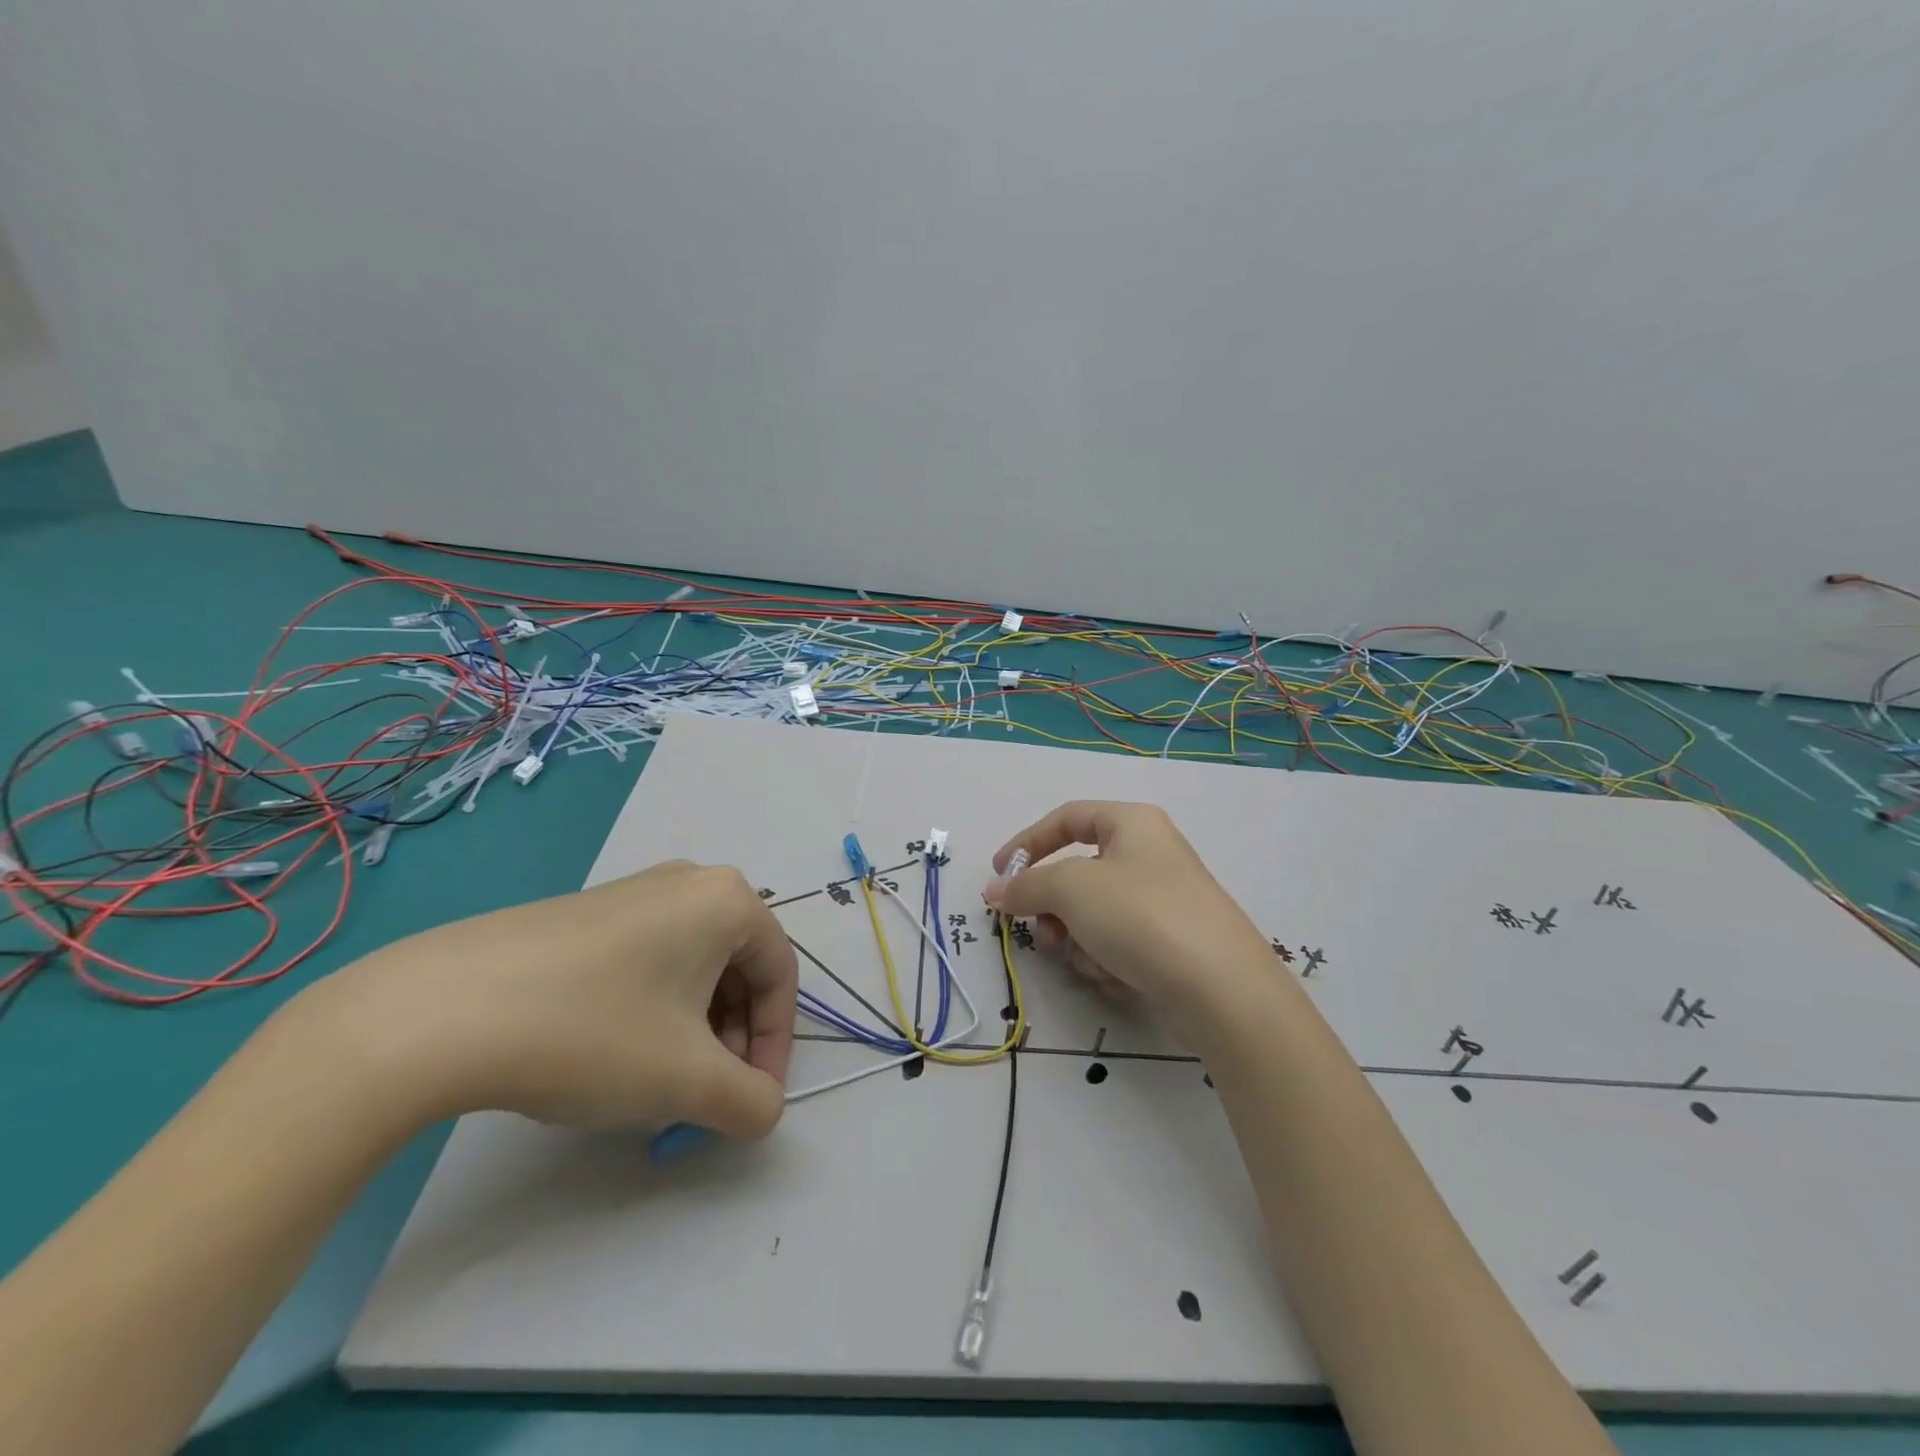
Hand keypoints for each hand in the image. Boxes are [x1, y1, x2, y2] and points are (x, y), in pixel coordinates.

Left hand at [307, 860, 797, 1137]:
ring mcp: (633, 892)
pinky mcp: (586, 912)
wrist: (439, 1011)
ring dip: (692, 1030)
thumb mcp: (687, 1080)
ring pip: (692, 967)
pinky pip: (647, 959)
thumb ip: (749, 1102)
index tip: (751, 1101)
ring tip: (655, 1081)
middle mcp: (688, 882)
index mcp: (728, 900)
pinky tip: (609, 1051)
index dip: (776, 1045)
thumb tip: (763, 1109)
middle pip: (738, 969)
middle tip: (703, 1096)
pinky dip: (652, 1009)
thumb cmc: (592, 1032)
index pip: (781, 976)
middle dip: (731, 1040)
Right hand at [983, 801, 1277, 1040]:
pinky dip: (1108, 960)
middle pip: (1078, 874)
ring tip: (1090, 961)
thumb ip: (1026, 885)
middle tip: (1044, 934)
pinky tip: (1118, 979)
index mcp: (1132, 823)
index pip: (1067, 819)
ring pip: (1094, 914)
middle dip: (1055, 908)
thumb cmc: (1141, 916)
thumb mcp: (1071, 889)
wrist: (1221, 988)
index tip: (999, 876)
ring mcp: (1164, 900)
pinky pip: (1119, 943)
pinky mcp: (1171, 943)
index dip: (1027, 843)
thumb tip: (995, 891)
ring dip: (1079, 940)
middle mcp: (1150, 854)